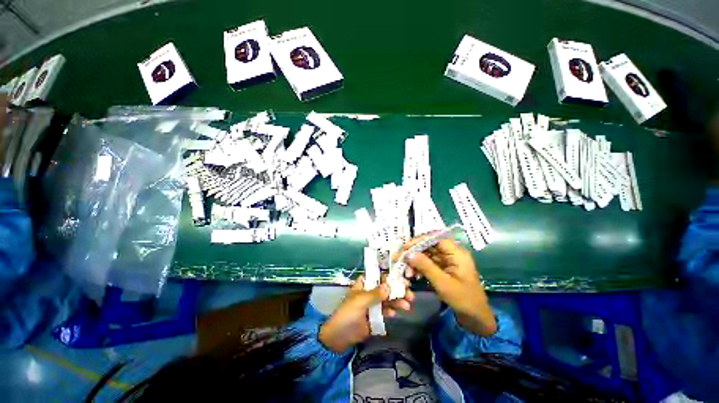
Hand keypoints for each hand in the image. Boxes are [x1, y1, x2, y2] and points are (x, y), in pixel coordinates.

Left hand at [318, 276, 414, 352]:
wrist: (338, 338)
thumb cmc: (347, 314)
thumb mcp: (360, 301)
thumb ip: (375, 294)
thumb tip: (389, 286)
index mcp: (363, 285)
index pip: (378, 276)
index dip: (389, 276)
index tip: (402, 277)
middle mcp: (369, 292)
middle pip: (386, 288)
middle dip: (397, 290)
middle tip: (410, 293)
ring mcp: (372, 305)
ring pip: (387, 300)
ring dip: (397, 301)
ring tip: (407, 305)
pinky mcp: (374, 317)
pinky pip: (385, 312)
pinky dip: (391, 311)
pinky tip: (395, 314)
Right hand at [401, 238, 496, 335]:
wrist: (476, 317)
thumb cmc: (463, 299)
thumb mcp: (443, 283)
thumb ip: (426, 266)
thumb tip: (408, 254)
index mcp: (456, 253)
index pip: (435, 238)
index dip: (419, 240)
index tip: (405, 247)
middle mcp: (452, 253)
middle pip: (430, 245)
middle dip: (415, 252)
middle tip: (401, 259)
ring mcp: (447, 260)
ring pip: (427, 254)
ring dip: (416, 261)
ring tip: (407, 272)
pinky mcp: (444, 267)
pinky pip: (429, 262)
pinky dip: (420, 267)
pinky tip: (413, 274)